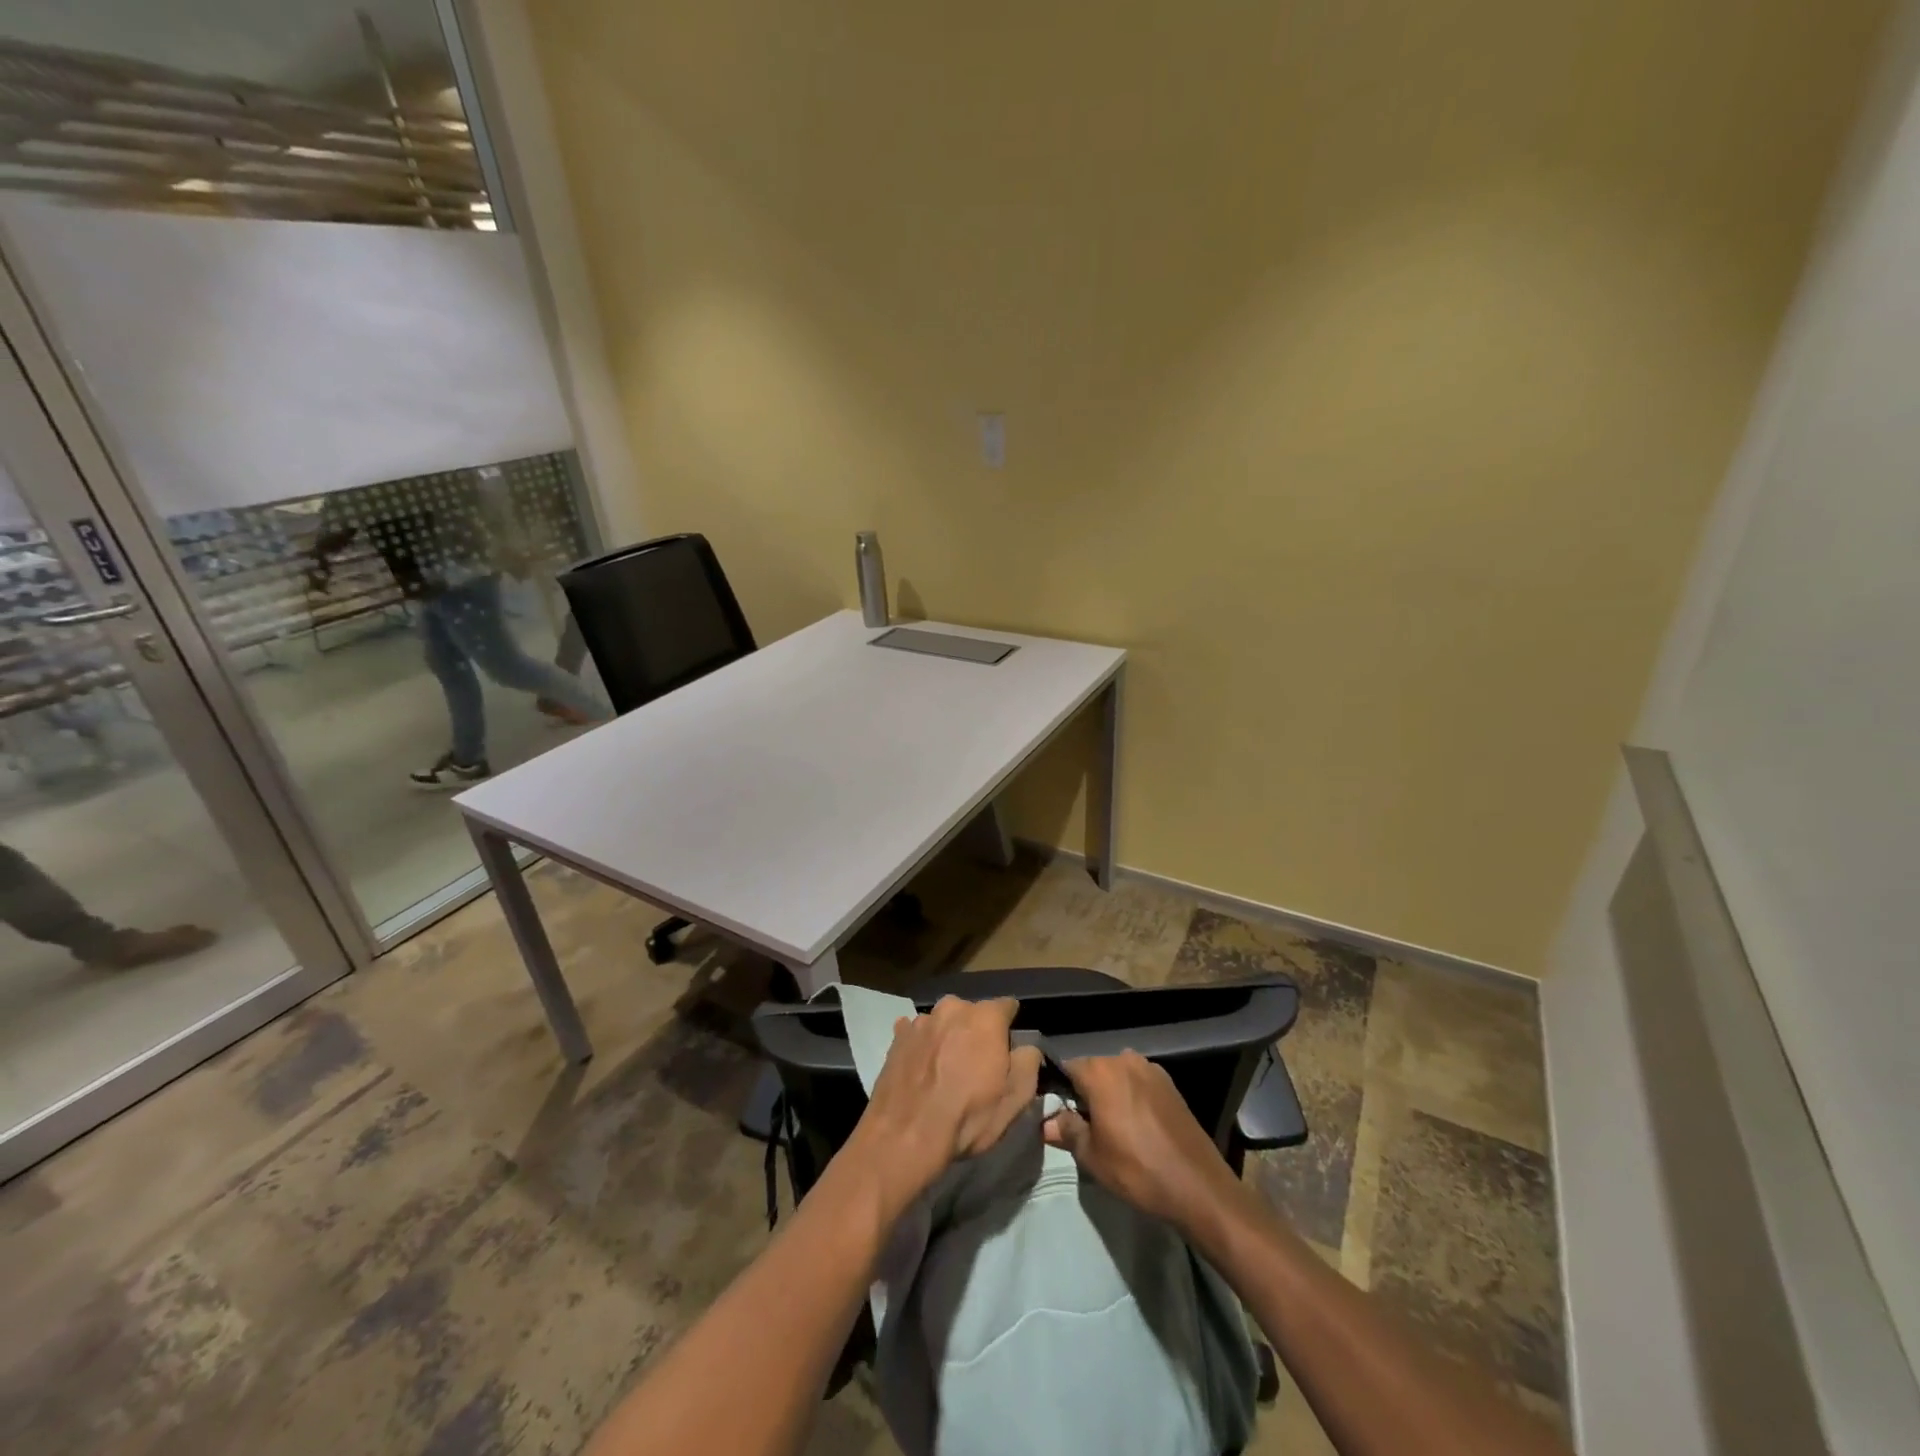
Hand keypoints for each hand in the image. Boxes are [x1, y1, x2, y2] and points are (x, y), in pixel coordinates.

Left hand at [854, 996, 1040, 1208]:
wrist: (904, 1136)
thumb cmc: (967, 1117)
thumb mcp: (1015, 1098)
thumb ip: (1029, 1063)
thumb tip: (1026, 1048)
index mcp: (985, 1017)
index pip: (1007, 1007)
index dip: (1010, 1027)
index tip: (1009, 1049)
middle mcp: (952, 1008)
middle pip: (973, 1013)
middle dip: (977, 1032)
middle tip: (976, 1064)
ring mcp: (921, 1020)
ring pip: (944, 1022)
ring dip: (948, 1037)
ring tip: (945, 1070)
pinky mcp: (897, 1036)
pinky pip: (917, 1033)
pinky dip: (923, 1045)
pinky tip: (921, 1069)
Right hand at [1043, 1051, 1242, 1234]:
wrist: (1198, 1186)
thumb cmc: (1137, 1170)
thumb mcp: (1092, 1156)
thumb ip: (1067, 1131)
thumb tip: (1046, 1122)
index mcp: (1101, 1072)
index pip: (1067, 1069)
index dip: (1060, 1091)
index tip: (1060, 1116)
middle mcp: (1124, 1060)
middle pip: (1094, 1070)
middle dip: (1086, 1093)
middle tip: (1085, 1127)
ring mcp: (1151, 1069)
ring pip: (1118, 1076)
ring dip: (1111, 1095)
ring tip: (1113, 1129)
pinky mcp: (1171, 1084)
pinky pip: (1140, 1084)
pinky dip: (1133, 1098)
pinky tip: (1138, 1127)